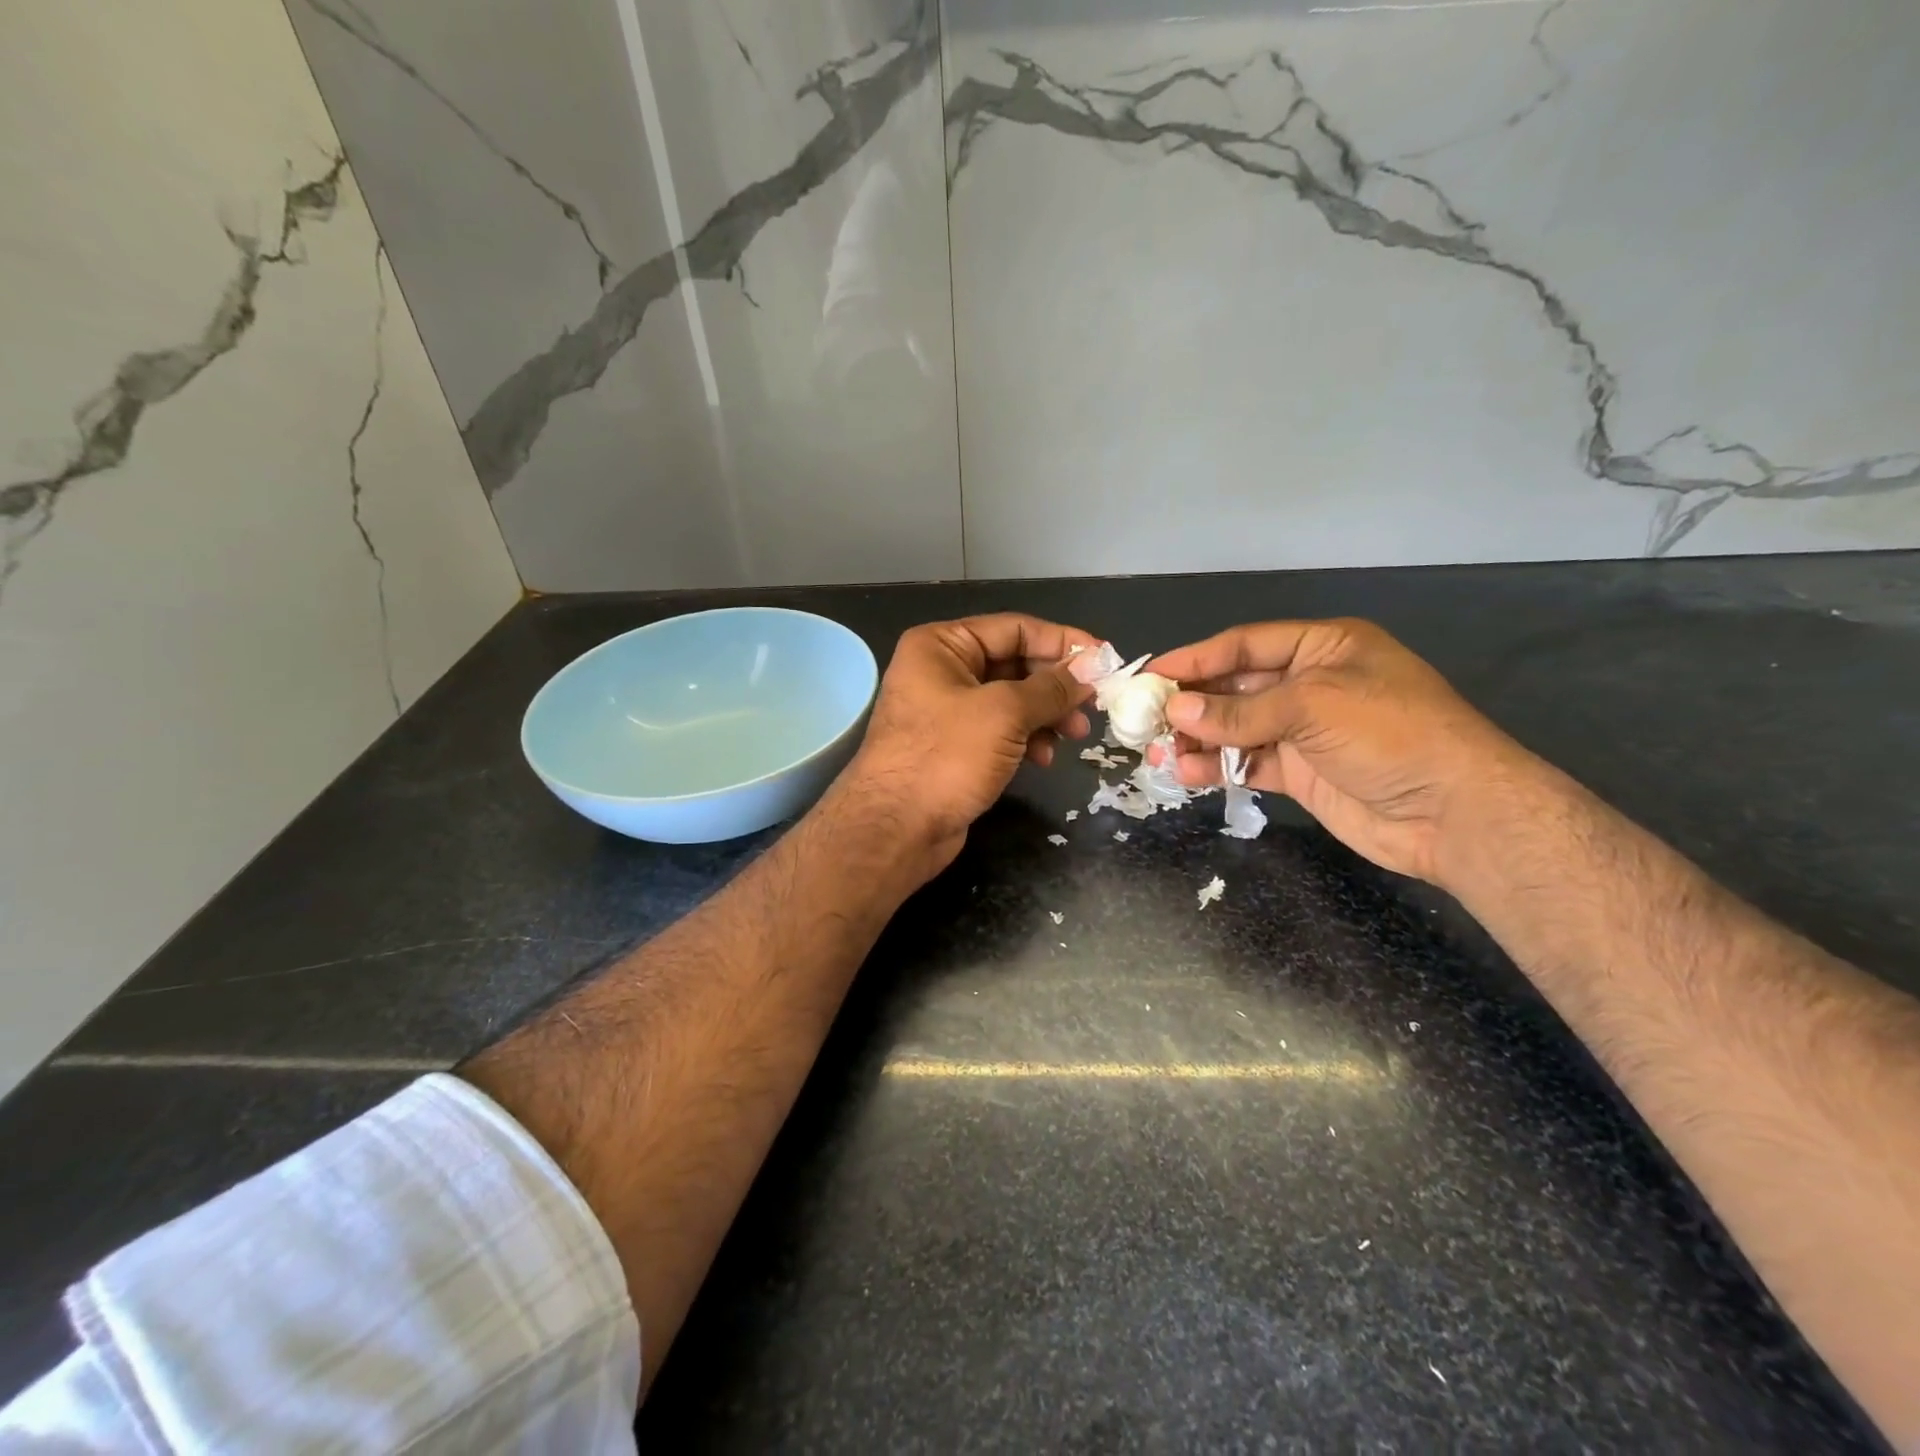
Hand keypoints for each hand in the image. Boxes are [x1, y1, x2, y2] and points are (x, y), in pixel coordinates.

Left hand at [833, 614, 1097, 880]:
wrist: (895, 829)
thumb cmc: (945, 757)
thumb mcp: (1004, 714)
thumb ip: (1050, 689)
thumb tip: (1088, 674)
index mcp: (941, 646)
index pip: (1014, 628)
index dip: (1062, 642)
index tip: (1105, 659)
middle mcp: (941, 671)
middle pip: (1014, 663)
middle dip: (1056, 685)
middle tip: (1093, 705)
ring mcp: (946, 711)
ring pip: (1011, 700)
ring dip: (1046, 715)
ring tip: (1075, 736)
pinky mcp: (954, 747)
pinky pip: (1001, 731)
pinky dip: (1027, 739)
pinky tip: (1044, 759)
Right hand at [1148, 619, 1542, 885]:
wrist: (1454, 813)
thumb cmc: (1391, 735)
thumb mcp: (1313, 706)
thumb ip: (1241, 710)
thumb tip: (1176, 709)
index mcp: (1324, 647)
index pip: (1245, 645)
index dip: (1198, 658)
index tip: (1153, 673)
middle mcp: (1310, 684)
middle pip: (1236, 687)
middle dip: (1192, 702)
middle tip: (1145, 718)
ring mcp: (1305, 731)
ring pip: (1237, 728)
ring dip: (1198, 738)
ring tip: (1157, 751)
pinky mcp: (1301, 772)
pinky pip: (1248, 763)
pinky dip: (1218, 767)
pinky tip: (1187, 772)